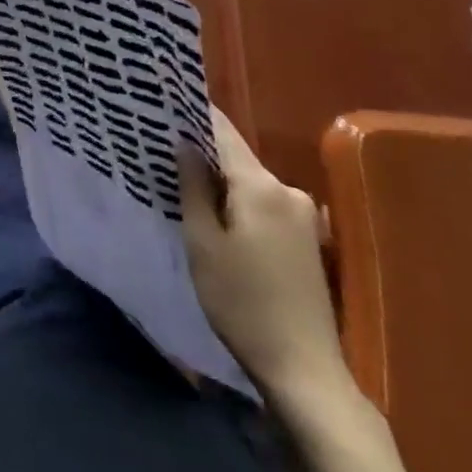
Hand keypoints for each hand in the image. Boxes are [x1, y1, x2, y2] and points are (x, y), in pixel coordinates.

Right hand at [179, 110, 351, 407]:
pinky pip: (264, 204)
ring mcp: (304, 216)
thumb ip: (193, 186)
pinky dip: (239, 203)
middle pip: (237, 157)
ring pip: (250, 182)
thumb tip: (184, 143)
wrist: (305, 372)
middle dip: (202, 151)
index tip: (165, 100)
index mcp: (262, 186)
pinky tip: (219, 218)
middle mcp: (288, 191)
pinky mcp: (308, 240)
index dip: (193, 113)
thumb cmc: (242, 303)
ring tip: (185, 184)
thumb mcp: (203, 243)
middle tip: (163, 149)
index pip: (222, 132)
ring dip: (221, 181)